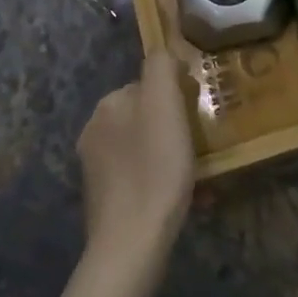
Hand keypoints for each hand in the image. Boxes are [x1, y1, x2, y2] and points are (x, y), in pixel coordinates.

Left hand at [76, 52, 195, 272]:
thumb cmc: (155, 168)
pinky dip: (162, 180)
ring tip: (199, 174)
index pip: (149, 84)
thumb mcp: (164, 105)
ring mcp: (96, 168)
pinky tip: (185, 197)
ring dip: (171, 154)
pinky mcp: (104, 199)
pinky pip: (141, 176)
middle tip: (203, 145)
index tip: (199, 113)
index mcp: (108, 105)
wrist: (131, 243)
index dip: (177, 95)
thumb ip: (161, 68)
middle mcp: (95, 130)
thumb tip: (164, 53)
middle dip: (175, 126)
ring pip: (146, 147)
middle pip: (147, 115)